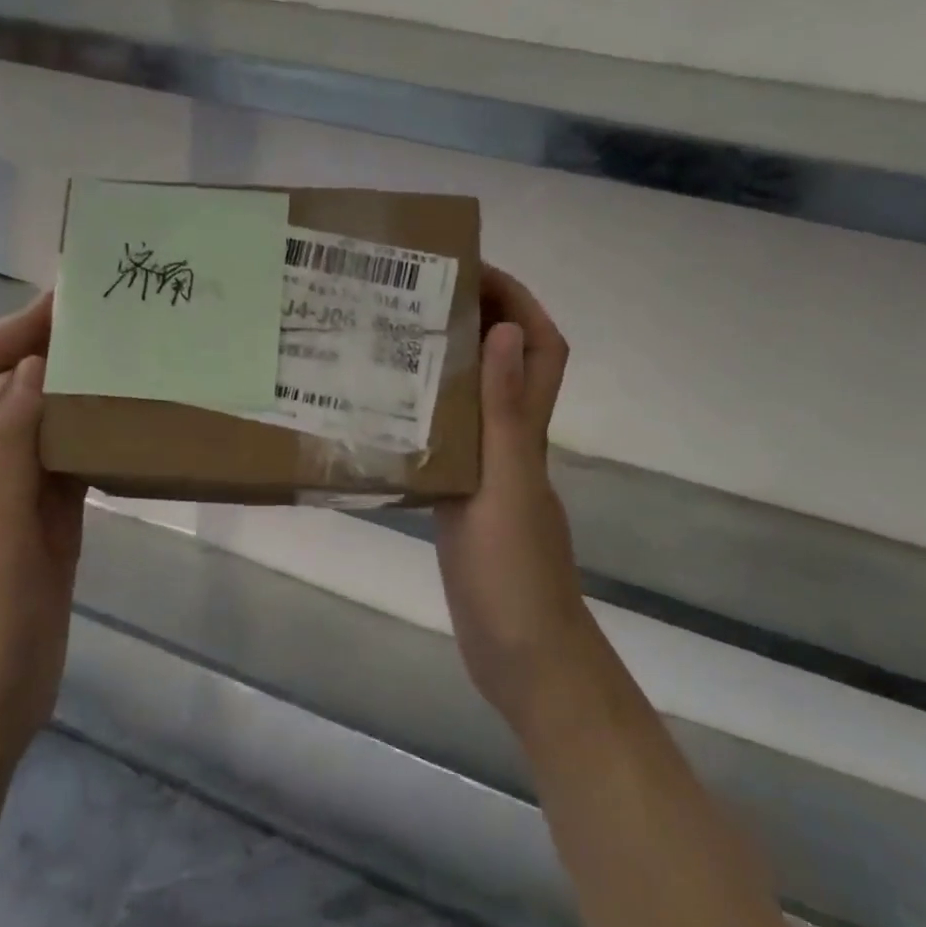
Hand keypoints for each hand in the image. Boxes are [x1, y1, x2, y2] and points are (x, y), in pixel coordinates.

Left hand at [0, 294, 86, 763]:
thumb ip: (8, 450)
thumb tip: (32, 367)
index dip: (11, 333)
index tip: (66, 306)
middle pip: (10, 391)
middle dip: (48, 350)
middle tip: (111, 326)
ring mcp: (18, 499)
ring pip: (46, 426)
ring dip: (78, 393)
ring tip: (130, 364)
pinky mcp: (50, 526)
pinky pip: (73, 467)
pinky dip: (96, 441)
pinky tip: (130, 428)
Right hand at [434, 267, 600, 739]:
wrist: (521, 657)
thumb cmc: (515, 573)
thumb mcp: (504, 485)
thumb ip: (503, 413)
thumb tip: (504, 329)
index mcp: (526, 434)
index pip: (540, 349)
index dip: (520, 303)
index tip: (474, 270)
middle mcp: (512, 446)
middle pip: (506, 367)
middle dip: (478, 323)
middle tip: (417, 298)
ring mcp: (489, 476)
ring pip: (474, 404)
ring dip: (448, 368)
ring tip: (392, 343)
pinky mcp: (464, 506)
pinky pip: (448, 445)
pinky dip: (427, 420)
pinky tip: (385, 418)